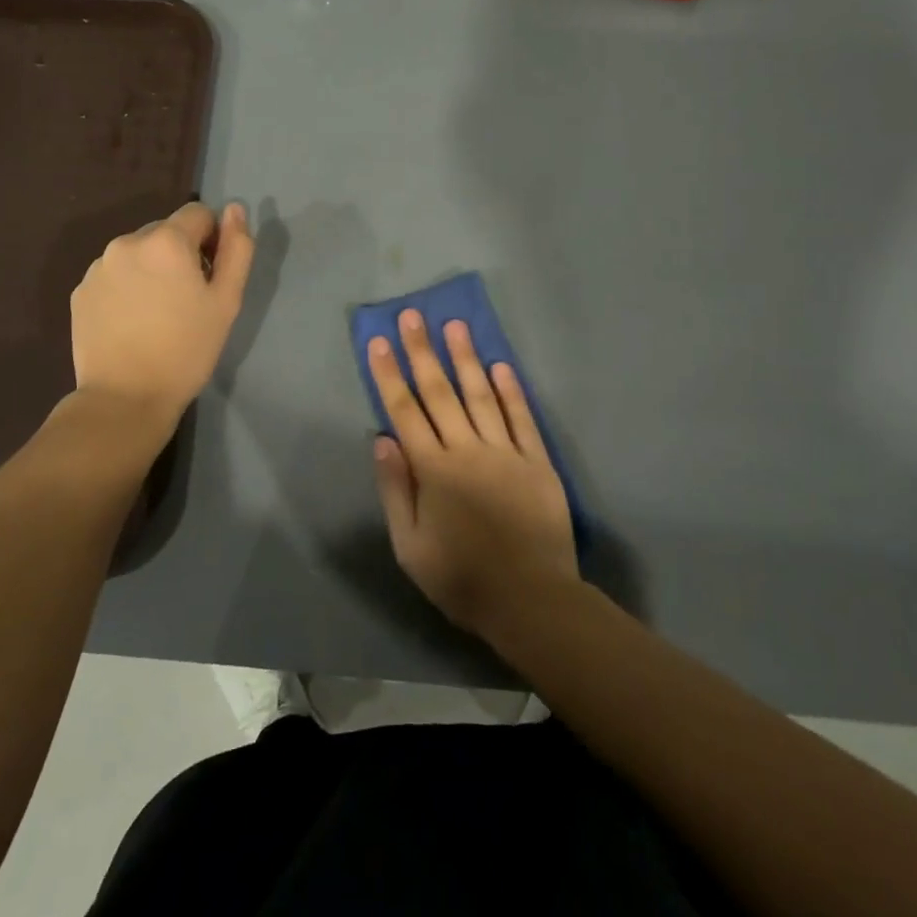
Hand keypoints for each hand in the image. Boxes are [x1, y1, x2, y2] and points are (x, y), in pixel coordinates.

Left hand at [70, 202, 253, 425]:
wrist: (125, 398)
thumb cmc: (186, 350)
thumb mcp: (227, 301)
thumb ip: (237, 249)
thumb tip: (235, 209)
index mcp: (166, 240)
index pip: (198, 214)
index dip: (212, 240)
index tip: (211, 277)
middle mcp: (127, 242)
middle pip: (166, 232)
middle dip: (180, 255)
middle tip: (186, 301)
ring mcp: (98, 267)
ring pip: (138, 254)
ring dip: (152, 270)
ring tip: (157, 315)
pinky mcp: (80, 291)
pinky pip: (114, 275)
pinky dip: (127, 288)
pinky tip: (132, 323)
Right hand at [368, 311, 578, 639]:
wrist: (531, 601)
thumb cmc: (462, 578)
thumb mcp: (410, 547)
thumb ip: (396, 490)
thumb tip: (382, 440)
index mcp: (433, 470)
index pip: (405, 411)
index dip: (389, 375)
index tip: (379, 342)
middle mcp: (468, 450)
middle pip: (440, 392)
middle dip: (423, 352)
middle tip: (414, 315)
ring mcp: (506, 452)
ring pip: (481, 396)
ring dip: (466, 358)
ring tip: (455, 325)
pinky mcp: (537, 462)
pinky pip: (522, 418)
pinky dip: (511, 391)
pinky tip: (501, 365)